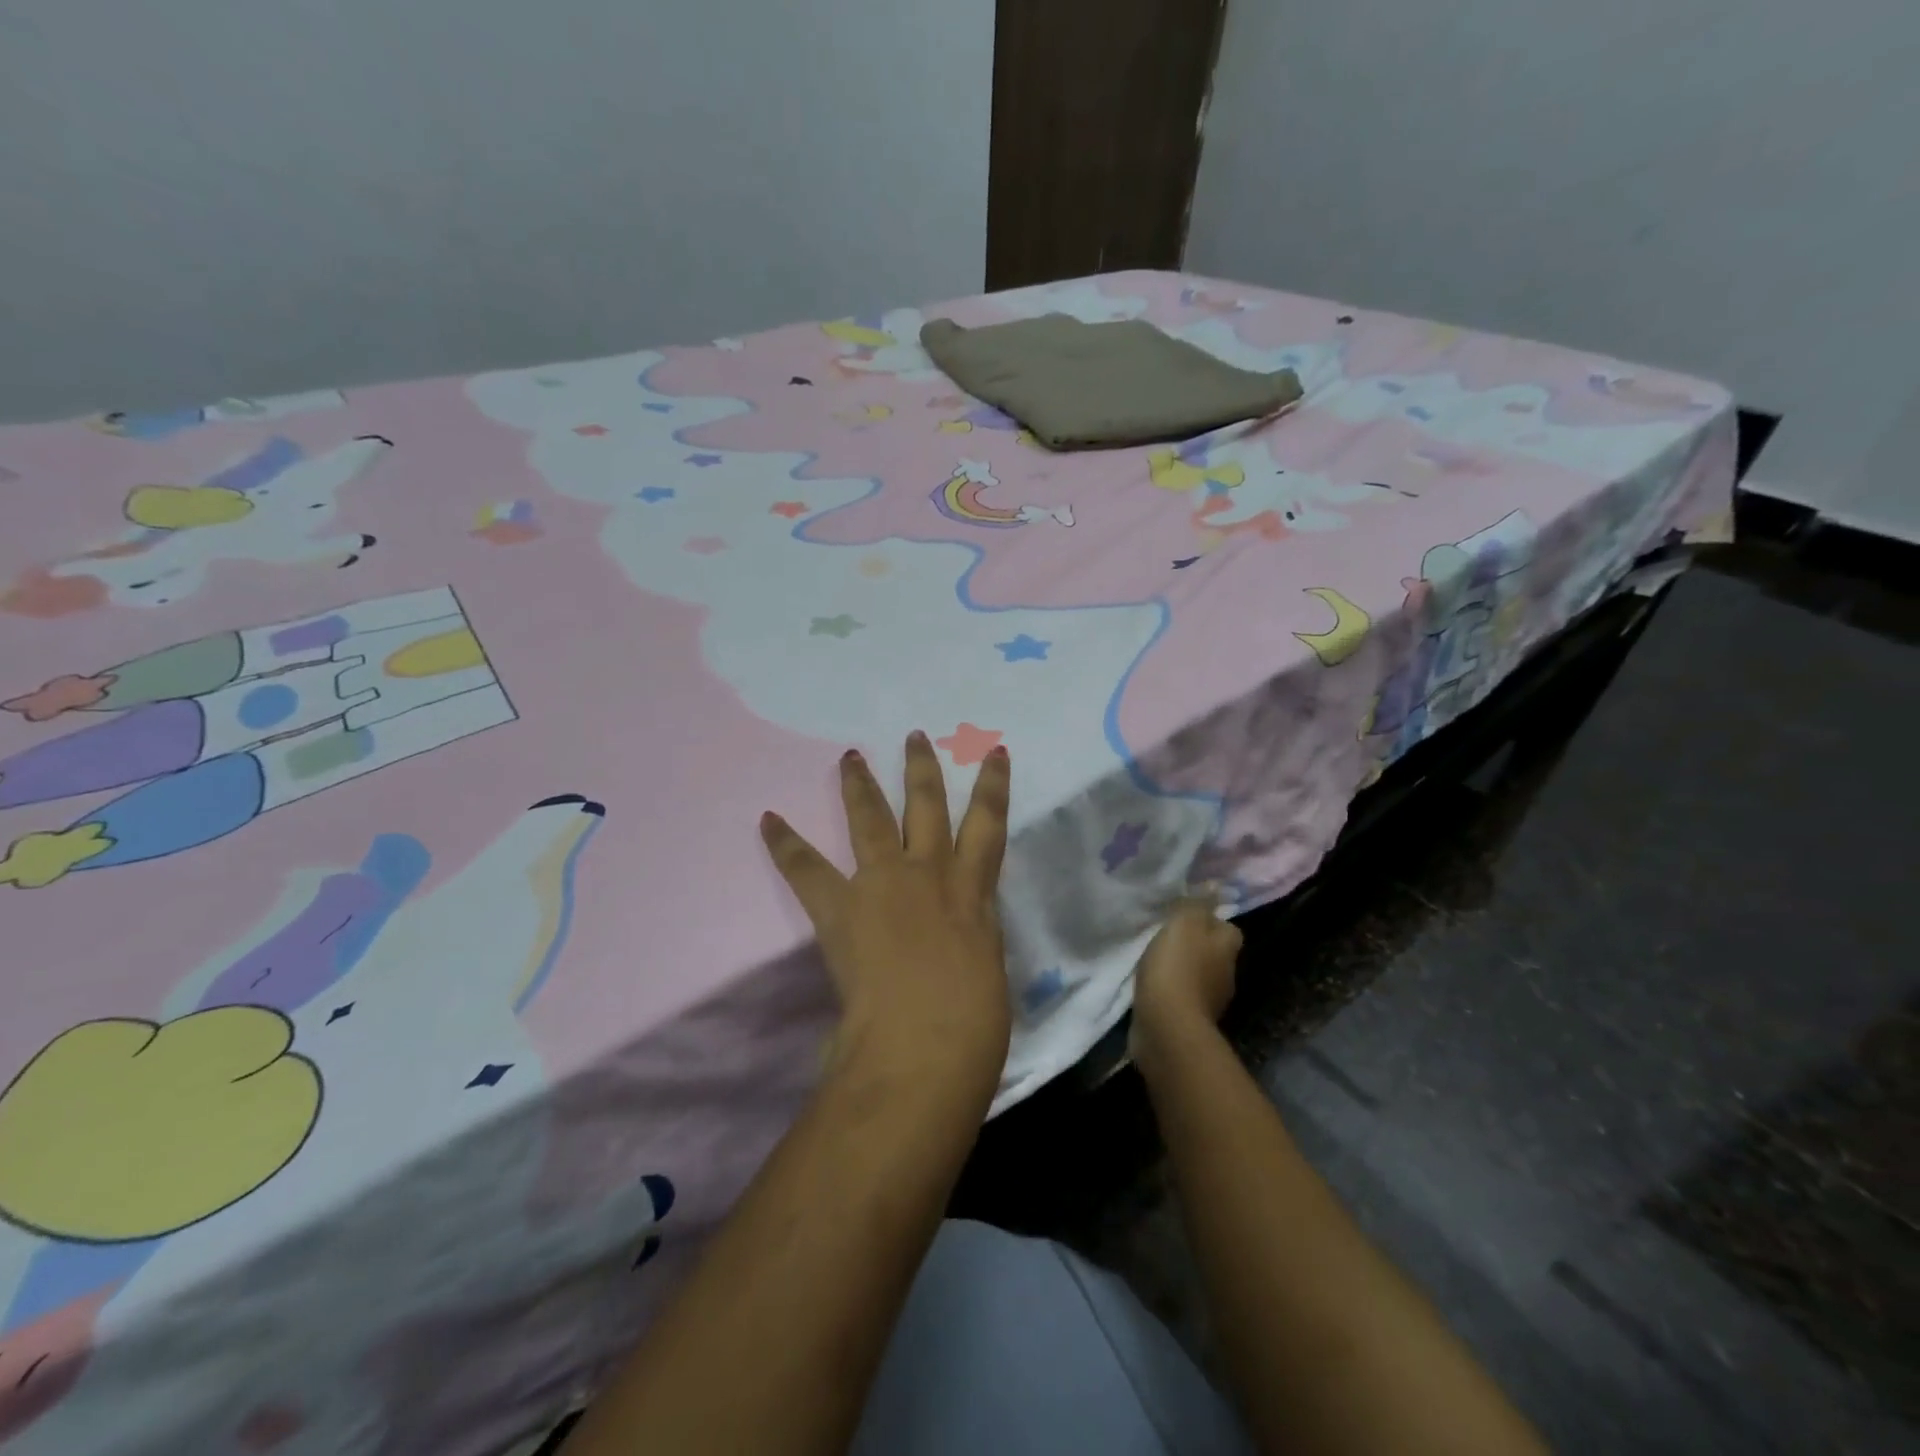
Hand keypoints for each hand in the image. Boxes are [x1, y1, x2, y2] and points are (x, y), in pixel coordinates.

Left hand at [761, 732, 1011, 1102]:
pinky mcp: (841, 906)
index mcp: (972, 891)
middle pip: (927, 806)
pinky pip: (807, 867)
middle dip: (921, 769)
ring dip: (860, 784)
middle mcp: (929, 873)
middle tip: (913, 736)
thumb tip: (960, 933)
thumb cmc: (971, 1023)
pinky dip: (786, 843)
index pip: (989, 825)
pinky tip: (768, 819)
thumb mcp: (988, 969)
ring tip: (850, 756)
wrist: (920, 1045)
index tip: (996, 752)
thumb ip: (973, 938)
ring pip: (872, 819)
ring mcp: (883, 883)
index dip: (994, 786)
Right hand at [1129, 897, 1242, 1076]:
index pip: (1228, 928)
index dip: (1211, 920)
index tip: (1187, 916)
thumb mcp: (1184, 923)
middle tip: (1167, 934)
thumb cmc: (1177, 968)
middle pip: (1213, 952)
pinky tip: (1150, 984)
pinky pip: (1180, 996)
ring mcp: (1209, 1001)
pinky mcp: (1188, 1020)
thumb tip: (1214, 886)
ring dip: (1180, 968)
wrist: (1167, 1027)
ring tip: (1154, 959)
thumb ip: (1197, 904)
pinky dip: (1169, 990)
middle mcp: (1225, 974)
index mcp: (1227, 948)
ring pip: (1197, 975)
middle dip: (1195, 944)